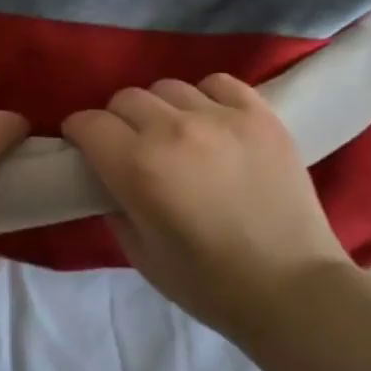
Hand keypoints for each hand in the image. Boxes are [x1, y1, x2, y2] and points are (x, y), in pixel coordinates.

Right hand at [62, 74, 353, 339]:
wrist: (291, 287)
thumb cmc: (208, 283)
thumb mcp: (141, 255)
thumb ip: (115, 207)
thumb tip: (111, 180)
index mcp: (138, 167)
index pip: (89, 124)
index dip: (80, 135)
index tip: (85, 149)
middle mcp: (174, 129)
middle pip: (126, 98)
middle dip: (117, 121)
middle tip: (129, 147)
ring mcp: (221, 117)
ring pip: (169, 87)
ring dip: (160, 109)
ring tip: (174, 135)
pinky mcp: (260, 115)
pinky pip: (218, 83)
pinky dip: (205, 97)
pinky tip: (211, 123)